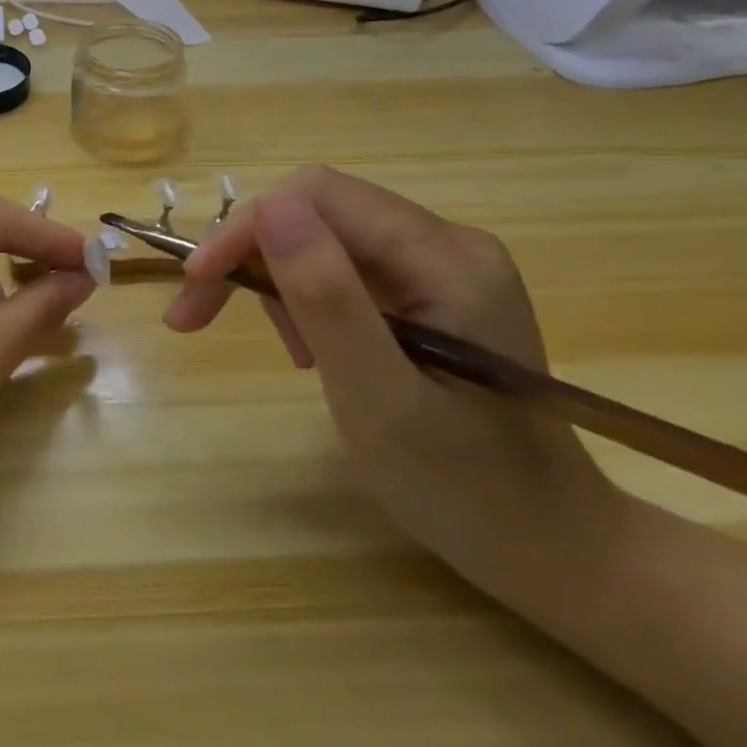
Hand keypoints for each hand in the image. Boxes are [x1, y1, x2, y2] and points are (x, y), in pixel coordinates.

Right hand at [165, 167, 621, 583]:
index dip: (245, 228)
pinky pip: (342, 266)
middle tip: (199, 313)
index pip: (319, 197)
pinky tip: (312, 348)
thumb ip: (326, 298)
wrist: (550, 549)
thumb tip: (268, 204)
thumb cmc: (464, 490)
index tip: (195, 284)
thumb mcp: (379, 399)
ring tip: (290, 352)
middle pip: (316, 210)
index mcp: (446, 257)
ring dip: (276, 280)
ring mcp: (440, 264)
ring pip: (321, 235)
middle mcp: (446, 242)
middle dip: (249, 254)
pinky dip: (305, 299)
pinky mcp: (428, 288)